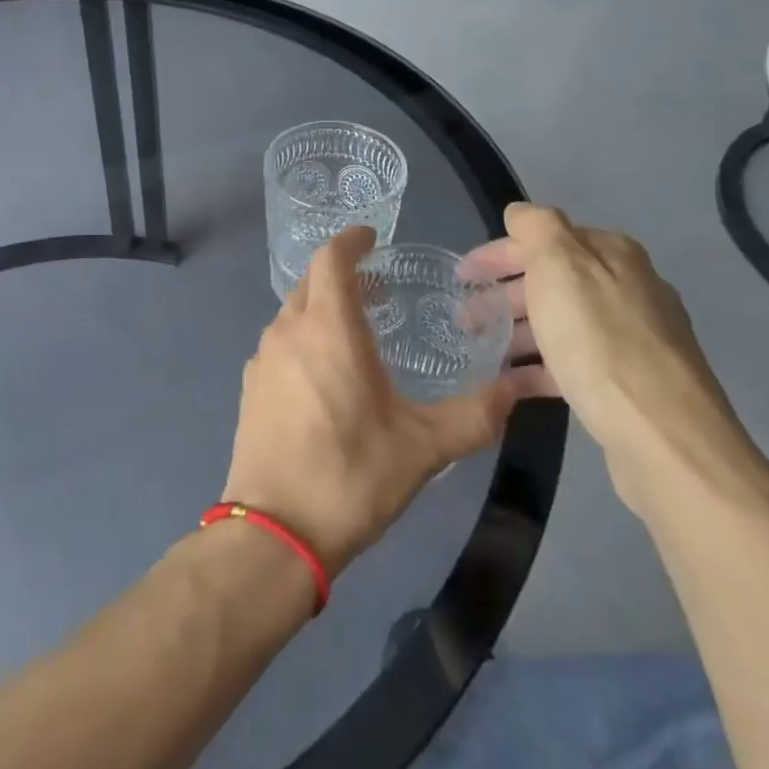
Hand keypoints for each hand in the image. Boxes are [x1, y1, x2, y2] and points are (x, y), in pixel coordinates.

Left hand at [222, 226, 526, 577]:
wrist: (275, 530)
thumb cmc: (351, 475)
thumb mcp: (424, 447)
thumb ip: (475, 415)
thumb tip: (518, 392)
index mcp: (328, 328)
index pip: (331, 259)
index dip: (350, 241)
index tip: (371, 238)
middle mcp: (288, 331)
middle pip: (310, 283)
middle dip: (341, 275)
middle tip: (377, 290)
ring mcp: (263, 359)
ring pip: (292, 314)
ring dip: (321, 309)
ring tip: (356, 333)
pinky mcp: (250, 388)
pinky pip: (280, 344)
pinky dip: (303, 339)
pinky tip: (324, 375)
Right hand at [463, 203, 768, 525]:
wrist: (662, 436)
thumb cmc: (599, 342)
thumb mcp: (560, 267)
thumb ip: (537, 228)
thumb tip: (521, 212)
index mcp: (612, 255)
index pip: (544, 238)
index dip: (498, 253)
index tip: (460, 276)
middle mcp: (628, 288)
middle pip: (551, 281)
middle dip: (503, 294)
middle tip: (463, 317)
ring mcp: (632, 338)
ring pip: (559, 323)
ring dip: (516, 331)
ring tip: (478, 350)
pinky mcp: (628, 382)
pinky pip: (571, 363)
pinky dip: (537, 367)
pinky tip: (509, 383)